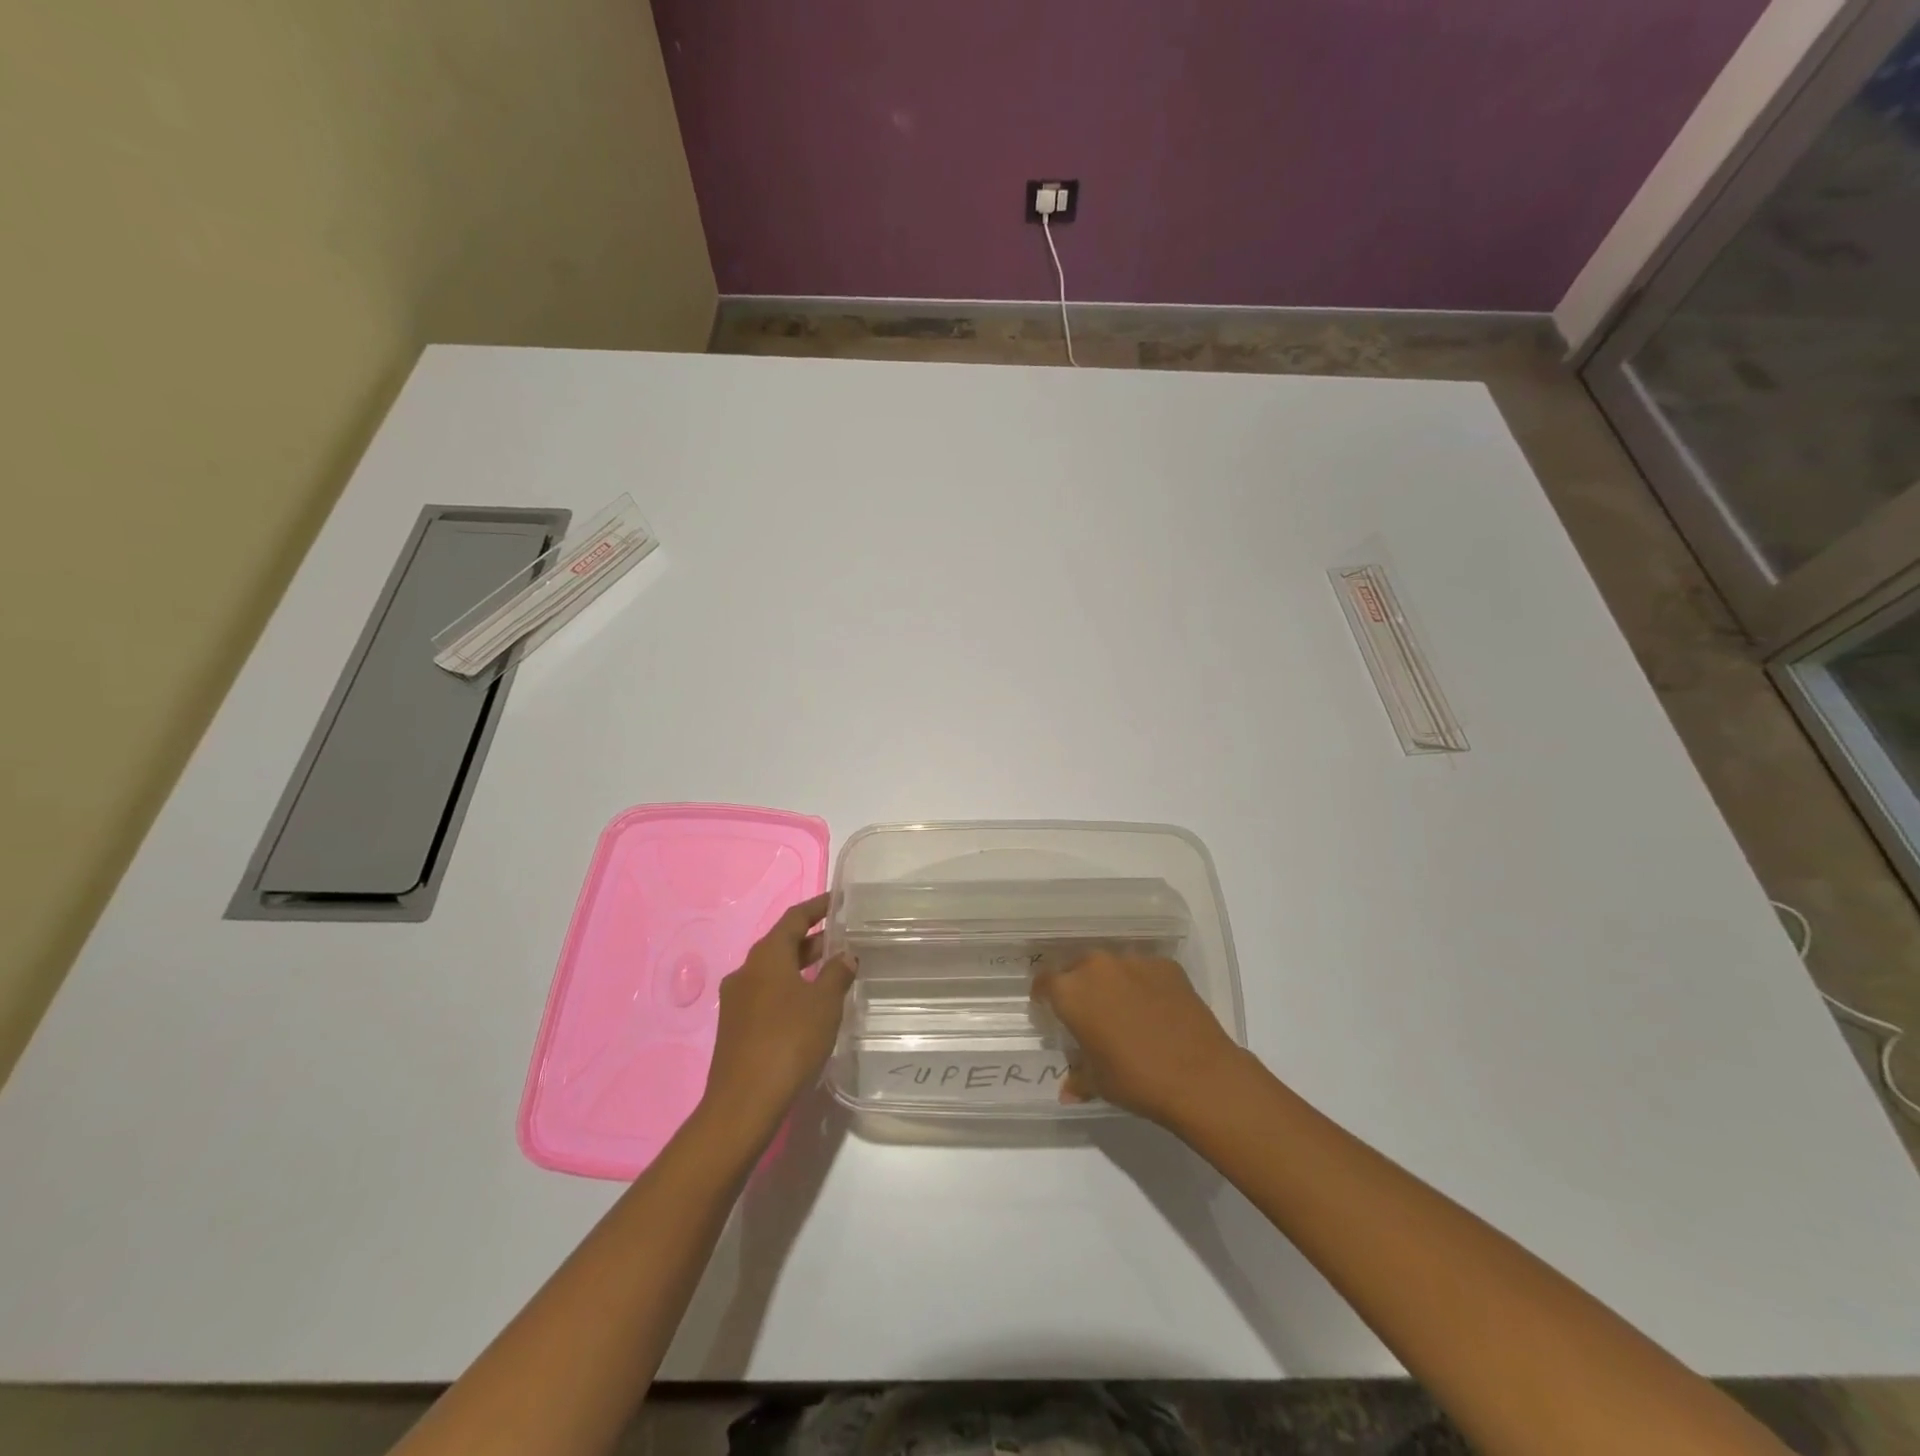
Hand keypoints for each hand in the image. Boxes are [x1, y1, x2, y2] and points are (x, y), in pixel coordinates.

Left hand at [700, 893, 854, 1143]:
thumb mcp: (824, 1004)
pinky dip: (789, 989)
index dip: (817, 907)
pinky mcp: (735, 1027)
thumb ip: (837, 974)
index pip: (794, 918)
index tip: (837, 901)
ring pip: (773, 971)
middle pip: (781, 944)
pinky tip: (808, 1006)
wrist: (743, 1103)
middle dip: (812, 940)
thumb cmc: (789, 1041)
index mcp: (766, 956)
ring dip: (800, 966)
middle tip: (842, 939)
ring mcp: (736, 1000)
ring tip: (831, 971)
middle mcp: (746, 970)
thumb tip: (846, 955)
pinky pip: (766, 994)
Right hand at [1032, 950, 1246, 1127]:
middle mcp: (1098, 967)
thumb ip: (1077, 1077)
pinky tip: (1156, 1009)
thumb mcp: (1099, 1083)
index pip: (1044, 982)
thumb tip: (1067, 1090)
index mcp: (1071, 992)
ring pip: (1112, 967)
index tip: (1048, 1008)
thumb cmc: (1136, 1080)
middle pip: (1078, 968)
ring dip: (1112, 983)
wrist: (1200, 1076)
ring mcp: (1134, 962)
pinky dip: (1144, 984)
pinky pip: (1145, 971)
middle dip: (1079, 986)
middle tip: (1089, 1012)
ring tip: (1125, 1009)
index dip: (1044, 995)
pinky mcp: (1166, 965)